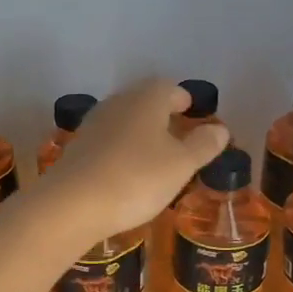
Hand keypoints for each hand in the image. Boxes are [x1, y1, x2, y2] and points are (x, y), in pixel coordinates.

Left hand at [40, 79, 229, 245]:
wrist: (72, 204)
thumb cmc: (137, 179)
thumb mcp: (181, 165)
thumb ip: (203, 145)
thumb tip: (220, 129)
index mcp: (146, 99)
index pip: (169, 88)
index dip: (182, 99)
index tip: (191, 111)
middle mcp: (117, 103)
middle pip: (143, 101)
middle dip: (161, 114)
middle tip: (176, 133)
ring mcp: (92, 125)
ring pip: (123, 120)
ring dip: (139, 132)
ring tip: (154, 154)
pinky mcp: (77, 149)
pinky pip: (107, 142)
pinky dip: (120, 150)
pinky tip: (126, 171)